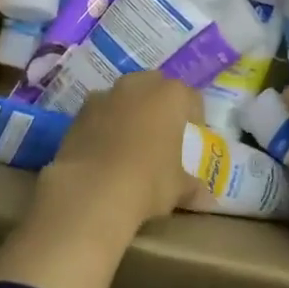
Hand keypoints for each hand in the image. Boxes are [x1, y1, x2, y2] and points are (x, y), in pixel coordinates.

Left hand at [43, 72, 201, 238]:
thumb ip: (192, 189)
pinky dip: (104, 122)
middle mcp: (139, 86)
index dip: (194, 115)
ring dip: (130, 109)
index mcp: (171, 96)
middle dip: (160, 103)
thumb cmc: (148, 182)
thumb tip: (209, 202)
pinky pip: (99, 111)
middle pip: (156, 85)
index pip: (191, 98)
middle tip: (162, 131)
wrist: (91, 190)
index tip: (193, 134)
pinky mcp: (79, 112)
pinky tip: (104, 148)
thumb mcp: (177, 189)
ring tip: (131, 139)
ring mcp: (106, 95)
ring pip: (124, 94)